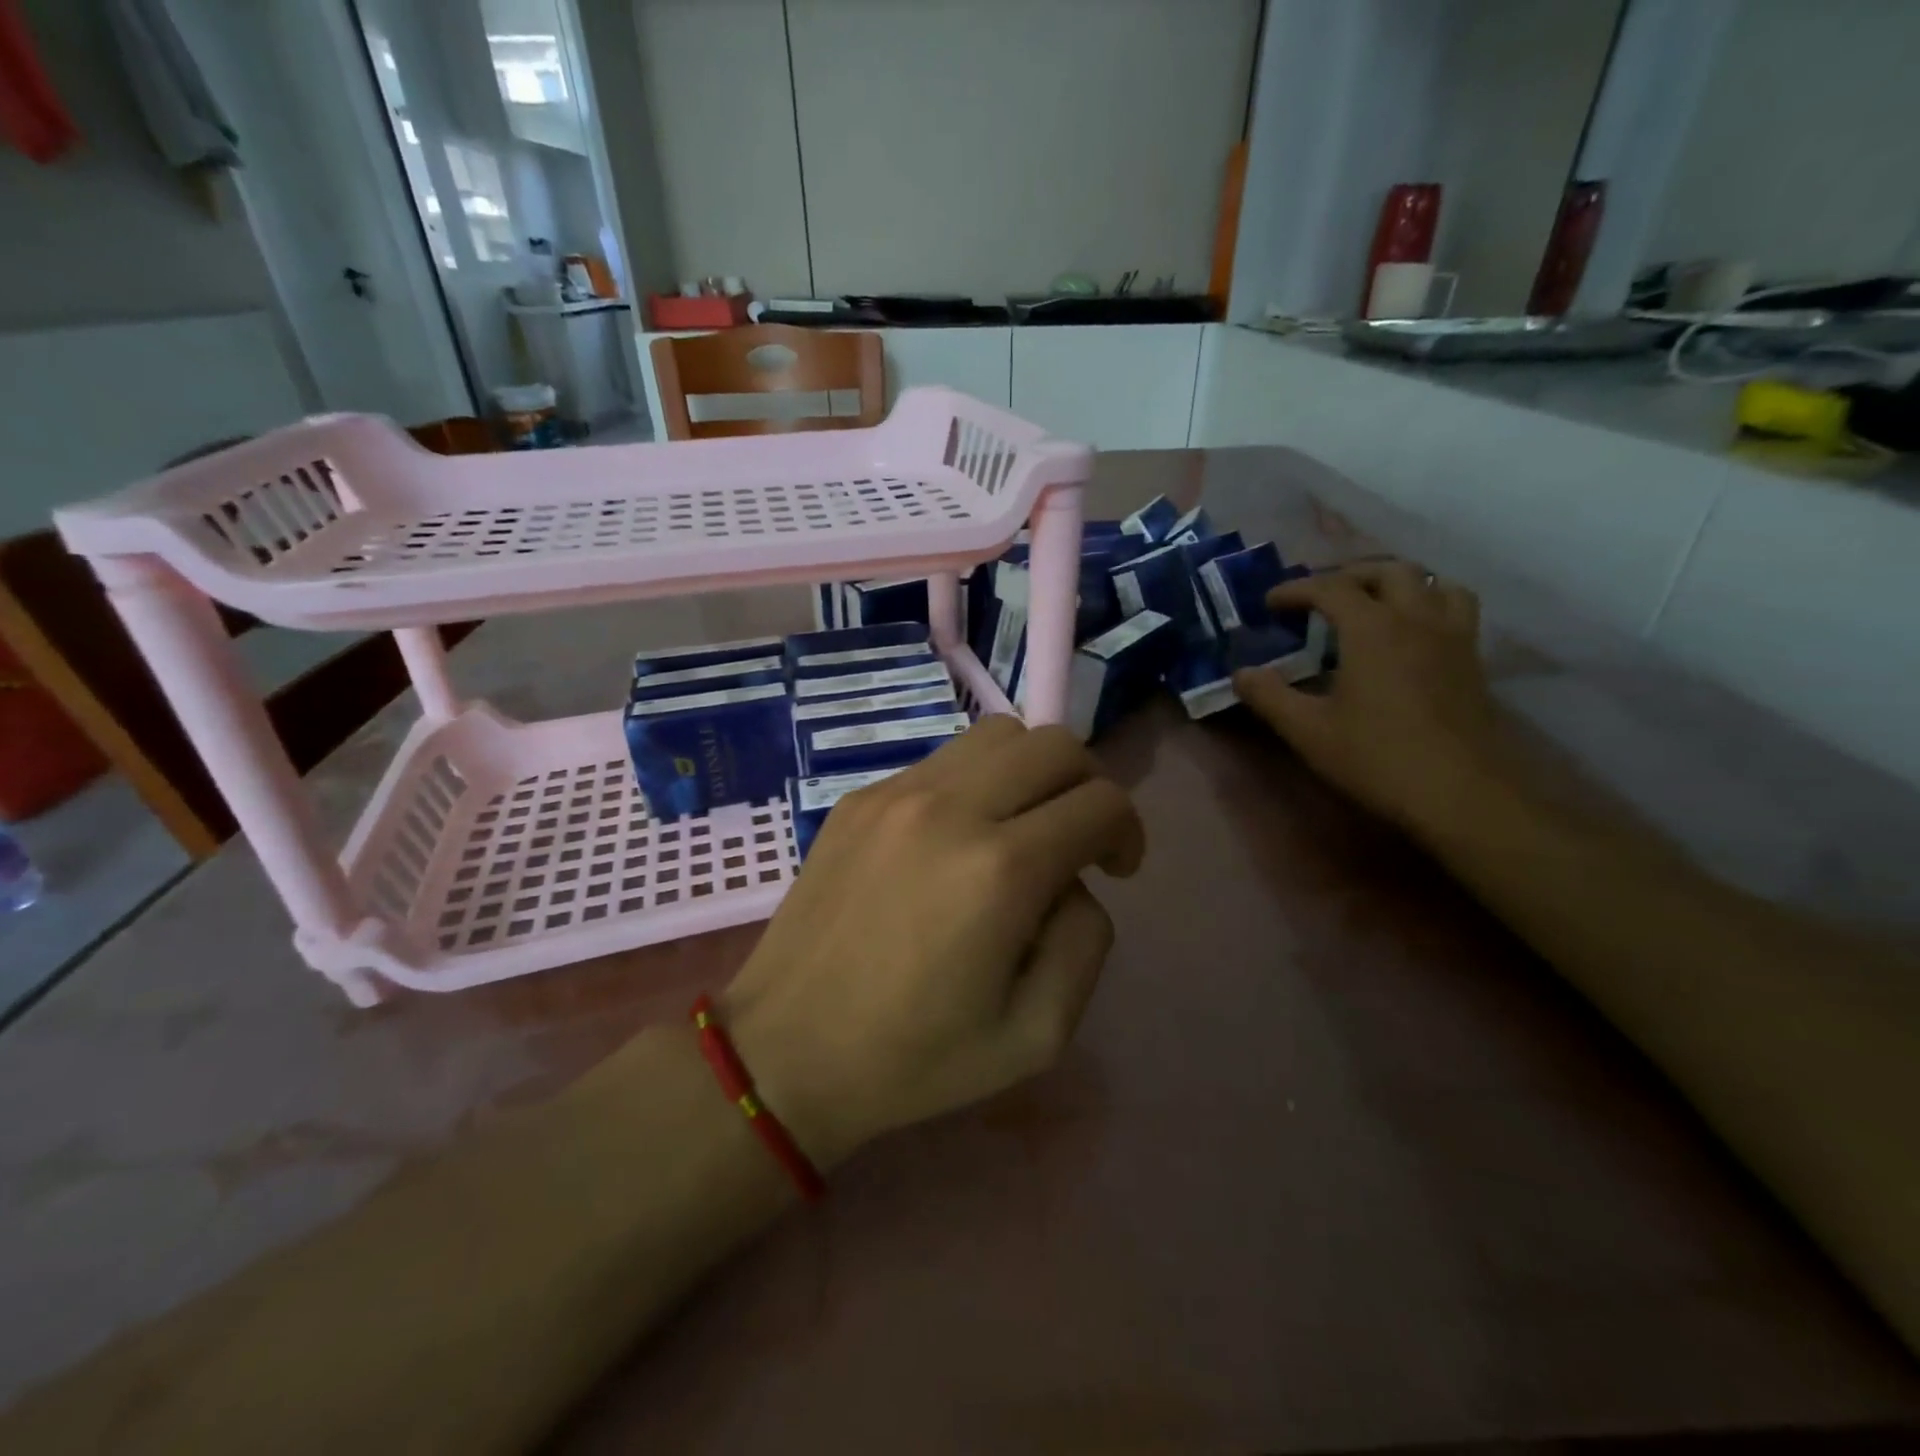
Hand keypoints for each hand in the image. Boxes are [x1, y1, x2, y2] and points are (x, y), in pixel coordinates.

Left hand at [719, 717, 1144, 1169]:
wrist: (786, 1049)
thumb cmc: (916, 1057)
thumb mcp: (1038, 1035)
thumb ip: (1085, 941)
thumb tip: (1076, 879)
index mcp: (1001, 871)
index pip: (1100, 802)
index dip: (1127, 831)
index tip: (1115, 869)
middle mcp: (950, 809)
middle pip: (1055, 745)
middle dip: (1088, 785)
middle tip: (1078, 840)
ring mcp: (897, 794)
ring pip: (998, 735)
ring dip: (1031, 772)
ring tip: (1019, 828)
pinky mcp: (859, 797)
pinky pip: (942, 761)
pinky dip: (975, 782)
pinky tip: (955, 839)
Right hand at [1232, 560, 1505, 835]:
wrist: (1460, 793)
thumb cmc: (1377, 757)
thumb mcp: (1308, 731)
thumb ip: (1270, 697)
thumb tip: (1241, 674)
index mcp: (1373, 628)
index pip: (1330, 588)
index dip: (1296, 589)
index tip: (1270, 603)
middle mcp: (1417, 619)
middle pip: (1387, 571)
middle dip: (1349, 575)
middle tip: (1321, 597)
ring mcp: (1452, 638)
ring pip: (1432, 583)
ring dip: (1398, 583)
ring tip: (1373, 604)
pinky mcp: (1473, 661)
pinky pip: (1455, 610)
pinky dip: (1429, 605)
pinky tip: (1412, 636)